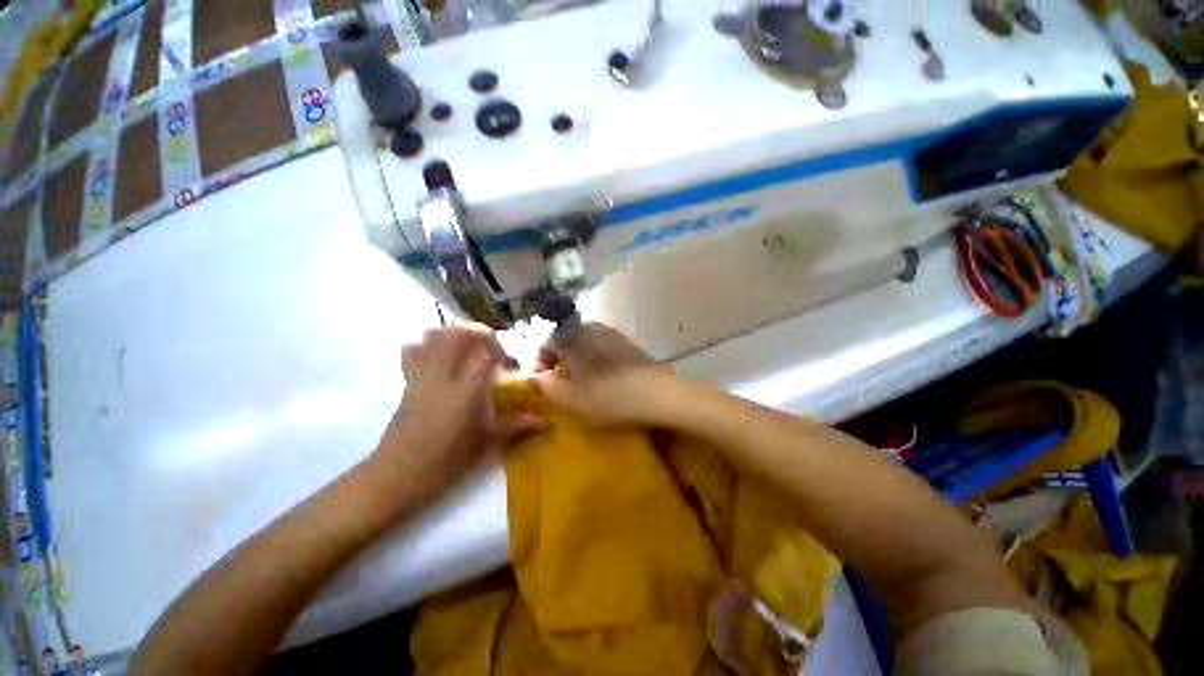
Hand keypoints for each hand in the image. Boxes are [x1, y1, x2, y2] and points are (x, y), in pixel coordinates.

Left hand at [374, 326, 542, 504]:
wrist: (397, 476)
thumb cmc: (446, 462)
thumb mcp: (486, 445)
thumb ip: (516, 426)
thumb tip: (545, 422)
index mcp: (466, 391)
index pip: (487, 353)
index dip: (503, 351)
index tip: (511, 365)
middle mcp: (443, 376)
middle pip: (457, 333)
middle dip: (479, 332)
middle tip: (491, 347)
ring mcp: (422, 376)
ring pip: (433, 335)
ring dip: (453, 334)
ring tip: (468, 348)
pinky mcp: (407, 382)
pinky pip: (412, 350)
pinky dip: (427, 345)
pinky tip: (440, 359)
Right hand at [535, 322, 678, 426]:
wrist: (656, 394)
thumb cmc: (609, 397)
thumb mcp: (572, 399)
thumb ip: (549, 387)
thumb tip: (539, 377)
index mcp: (576, 338)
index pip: (550, 340)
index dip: (542, 358)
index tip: (544, 377)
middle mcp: (594, 329)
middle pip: (569, 338)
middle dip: (561, 358)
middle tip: (562, 380)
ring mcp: (614, 335)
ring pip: (588, 342)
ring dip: (580, 358)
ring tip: (583, 380)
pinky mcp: (630, 344)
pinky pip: (605, 347)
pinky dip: (598, 358)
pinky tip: (605, 377)